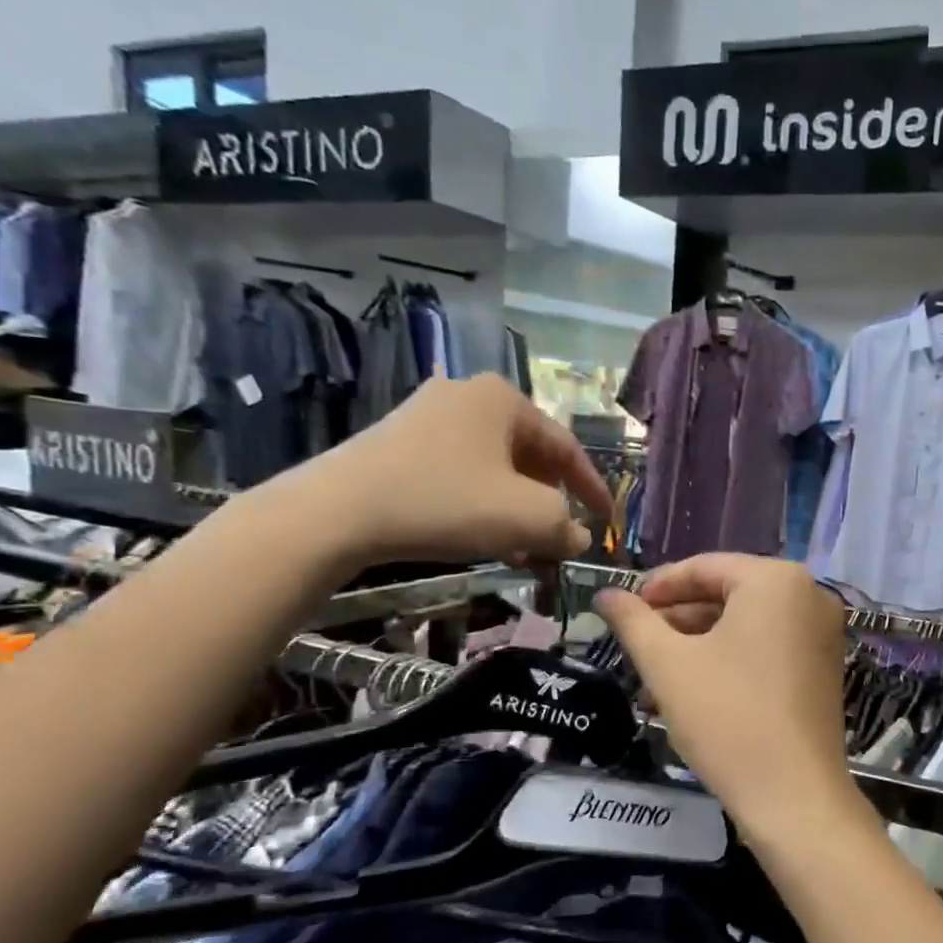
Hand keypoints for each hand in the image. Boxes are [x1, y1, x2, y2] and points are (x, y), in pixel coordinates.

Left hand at [270, 374, 612, 568]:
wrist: (336, 513)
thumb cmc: (447, 502)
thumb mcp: (528, 518)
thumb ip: (567, 526)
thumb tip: (577, 537)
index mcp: (504, 399)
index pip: (567, 447)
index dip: (592, 488)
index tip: (606, 521)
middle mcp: (467, 396)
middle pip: (530, 456)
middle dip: (551, 501)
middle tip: (562, 536)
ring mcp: (427, 416)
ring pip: (494, 468)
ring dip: (517, 508)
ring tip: (525, 547)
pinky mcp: (398, 443)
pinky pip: (460, 473)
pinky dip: (482, 504)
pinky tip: (483, 538)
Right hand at [594, 554, 868, 843]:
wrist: (793, 795)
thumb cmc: (726, 717)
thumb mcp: (668, 664)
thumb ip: (633, 620)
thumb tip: (605, 594)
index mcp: (776, 579)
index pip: (704, 567)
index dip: (657, 587)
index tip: (623, 610)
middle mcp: (809, 594)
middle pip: (727, 594)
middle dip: (676, 622)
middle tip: (636, 646)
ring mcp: (822, 632)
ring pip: (745, 625)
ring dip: (697, 646)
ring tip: (654, 679)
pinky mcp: (823, 665)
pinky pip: (767, 647)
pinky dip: (729, 660)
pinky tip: (691, 690)